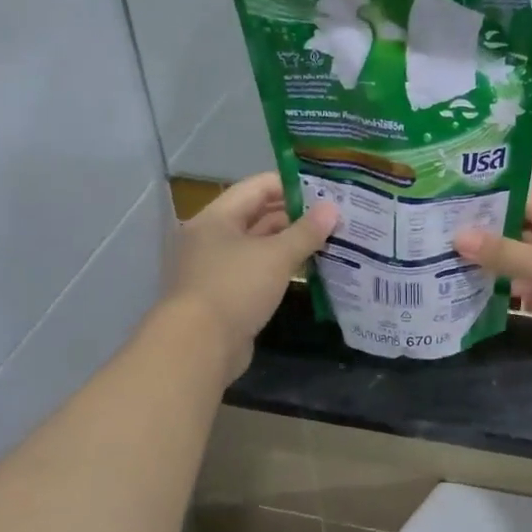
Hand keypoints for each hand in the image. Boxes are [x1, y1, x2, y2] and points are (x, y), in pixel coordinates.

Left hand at [170, 173, 338, 379]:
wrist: (198, 346)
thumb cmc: (234, 288)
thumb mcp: (276, 256)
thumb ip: (306, 232)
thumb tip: (333, 208)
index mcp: (216, 218)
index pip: (257, 187)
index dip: (290, 185)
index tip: (324, 191)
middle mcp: (212, 239)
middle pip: (257, 217)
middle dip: (294, 217)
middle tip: (333, 218)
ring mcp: (215, 269)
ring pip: (258, 247)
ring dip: (289, 245)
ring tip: (328, 242)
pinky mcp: (223, 297)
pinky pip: (256, 273)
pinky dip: (279, 269)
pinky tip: (307, 271)